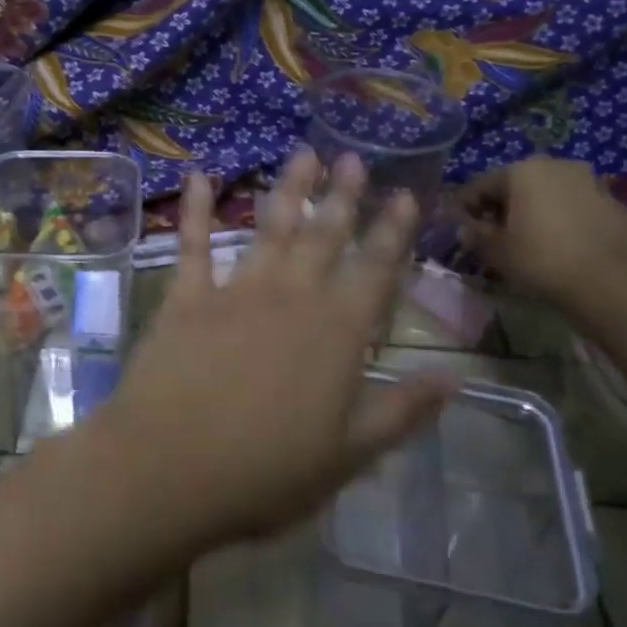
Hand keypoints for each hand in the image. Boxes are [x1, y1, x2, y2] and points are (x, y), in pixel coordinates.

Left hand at [97, 148, 455, 548]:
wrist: (169, 468)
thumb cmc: (265, 473)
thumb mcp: (349, 456)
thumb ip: (402, 411)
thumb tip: (456, 379)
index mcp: (337, 335)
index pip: (376, 271)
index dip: (393, 232)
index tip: (406, 194)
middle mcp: (292, 299)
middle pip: (325, 236)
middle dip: (343, 196)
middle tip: (353, 157)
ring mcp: (236, 292)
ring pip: (271, 228)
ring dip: (289, 189)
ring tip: (303, 153)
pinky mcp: (186, 298)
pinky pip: (193, 244)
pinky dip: (195, 209)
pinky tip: (197, 177)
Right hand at [460, 156, 626, 304]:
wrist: (612, 282)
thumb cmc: (541, 259)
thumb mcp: (495, 251)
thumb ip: (475, 235)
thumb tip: (465, 229)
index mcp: (522, 170)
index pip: (480, 185)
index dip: (464, 208)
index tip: (458, 229)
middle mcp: (557, 165)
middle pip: (517, 185)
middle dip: (502, 208)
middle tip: (492, 235)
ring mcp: (591, 182)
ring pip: (549, 194)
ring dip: (534, 212)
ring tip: (527, 242)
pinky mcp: (615, 204)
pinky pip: (575, 208)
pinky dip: (562, 221)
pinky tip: (559, 247)